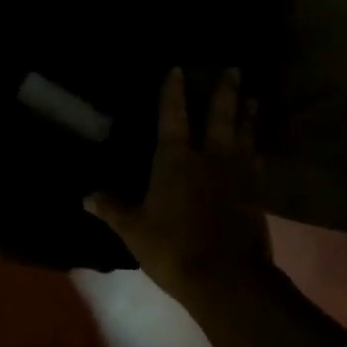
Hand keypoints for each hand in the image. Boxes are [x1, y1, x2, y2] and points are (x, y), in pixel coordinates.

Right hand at [85, 68, 273, 307]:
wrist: (226, 278)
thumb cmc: (173, 248)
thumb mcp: (134, 230)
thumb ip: (112, 209)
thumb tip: (86, 195)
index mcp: (176, 159)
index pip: (173, 116)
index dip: (173, 91)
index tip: (178, 68)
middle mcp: (209, 157)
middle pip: (220, 116)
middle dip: (226, 91)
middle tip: (235, 69)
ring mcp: (237, 174)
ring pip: (244, 134)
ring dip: (248, 114)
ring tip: (254, 97)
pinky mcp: (255, 194)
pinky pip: (257, 162)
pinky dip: (258, 149)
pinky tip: (260, 147)